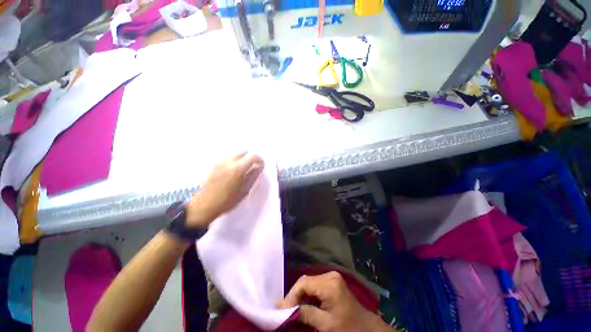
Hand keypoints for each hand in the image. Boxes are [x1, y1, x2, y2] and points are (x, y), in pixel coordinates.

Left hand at [186, 152, 264, 227]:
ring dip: (242, 158)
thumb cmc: (228, 200)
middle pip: (244, 151)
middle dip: (251, 157)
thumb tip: (259, 167)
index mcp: (238, 168)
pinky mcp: (215, 165)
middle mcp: (229, 161)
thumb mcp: (244, 190)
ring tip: (244, 169)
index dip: (260, 160)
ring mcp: (220, 162)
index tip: (261, 166)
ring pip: (235, 153)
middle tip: (253, 166)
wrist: (205, 205)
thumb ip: (253, 176)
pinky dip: (235, 160)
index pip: (253, 156)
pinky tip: (234, 171)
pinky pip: (228, 157)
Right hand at [276, 272, 393, 331]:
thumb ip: (305, 314)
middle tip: (284, 309)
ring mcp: (332, 277)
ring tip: (291, 308)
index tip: (281, 309)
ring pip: (310, 282)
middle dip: (295, 295)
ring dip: (300, 295)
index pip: (304, 283)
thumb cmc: (347, 327)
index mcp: (329, 283)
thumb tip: (284, 310)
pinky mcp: (332, 282)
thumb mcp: (325, 324)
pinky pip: (315, 285)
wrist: (366, 328)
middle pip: (306, 281)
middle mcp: (330, 275)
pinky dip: (308, 294)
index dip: (291, 295)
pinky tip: (303, 304)